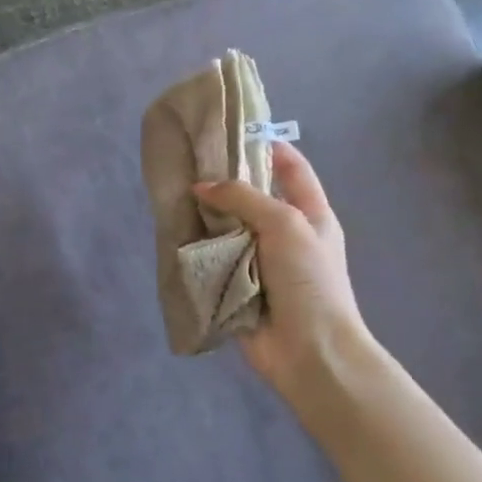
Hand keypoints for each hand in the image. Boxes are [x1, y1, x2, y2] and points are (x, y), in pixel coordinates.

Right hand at [194, 143, 373, 401]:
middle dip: (223, 182)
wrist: (309, 350)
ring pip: (228, 228)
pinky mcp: (237, 286)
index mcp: (309, 214)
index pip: (290, 168)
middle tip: (187, 163)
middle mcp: (284, 234)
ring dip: (205, 216)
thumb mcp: (285, 224)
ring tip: (173, 194)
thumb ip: (244, 198)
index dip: (266, 145)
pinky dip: (197, 249)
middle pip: (252, 197)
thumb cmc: (309, 280)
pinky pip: (214, 260)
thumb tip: (201, 186)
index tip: (231, 131)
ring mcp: (259, 262)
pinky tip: (173, 233)